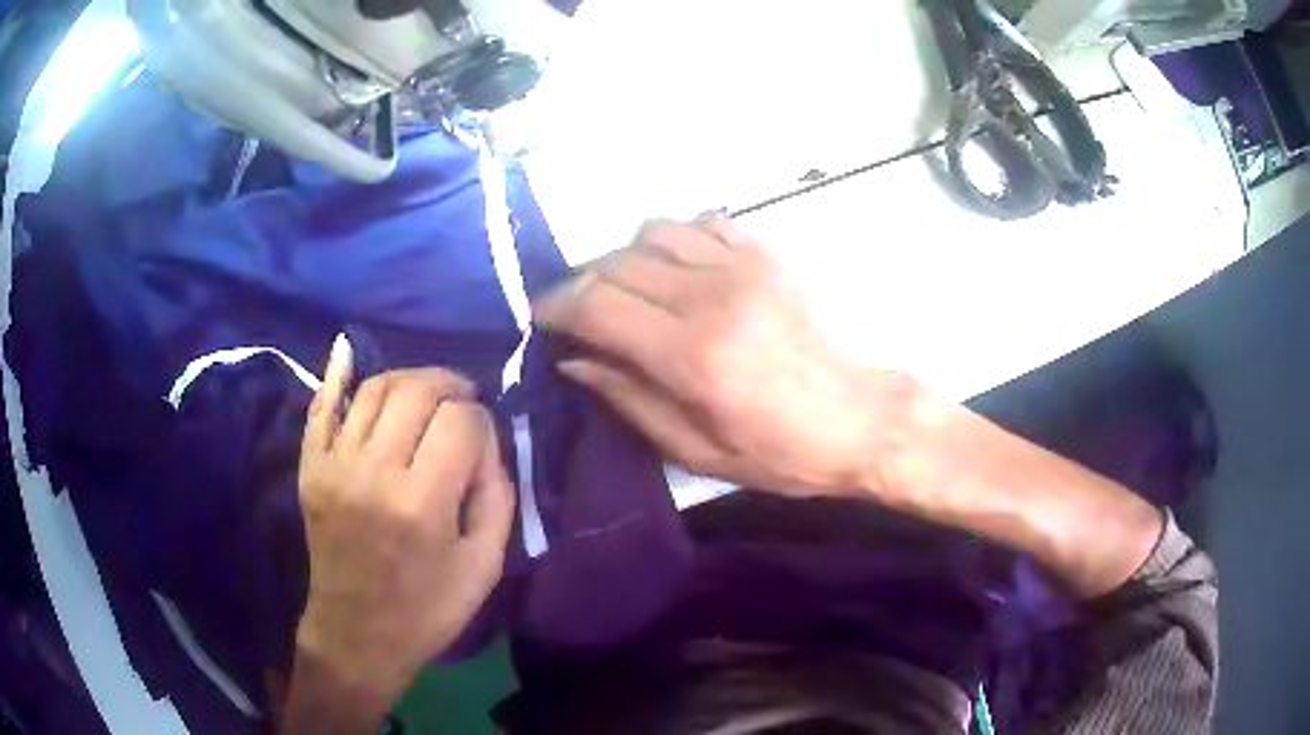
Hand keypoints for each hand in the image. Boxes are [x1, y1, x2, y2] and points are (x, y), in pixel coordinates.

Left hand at [292, 336, 515, 716]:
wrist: (356, 633)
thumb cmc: (426, 609)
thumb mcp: (483, 568)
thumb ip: (496, 498)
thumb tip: (489, 444)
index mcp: (422, 503)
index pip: (460, 421)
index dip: (481, 420)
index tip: (484, 439)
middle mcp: (374, 472)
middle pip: (415, 390)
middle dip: (449, 384)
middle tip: (463, 398)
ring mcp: (335, 465)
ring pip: (372, 388)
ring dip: (407, 380)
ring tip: (426, 393)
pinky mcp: (311, 468)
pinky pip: (320, 406)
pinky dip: (336, 374)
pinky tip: (349, 351)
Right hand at [533, 217, 917, 496]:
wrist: (861, 420)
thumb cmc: (781, 453)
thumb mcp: (697, 452)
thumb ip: (630, 399)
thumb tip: (575, 361)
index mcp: (692, 355)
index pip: (597, 306)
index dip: (557, 307)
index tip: (542, 318)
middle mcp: (712, 297)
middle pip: (616, 263)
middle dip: (582, 284)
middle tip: (578, 313)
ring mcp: (743, 267)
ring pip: (654, 231)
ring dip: (624, 257)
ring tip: (626, 289)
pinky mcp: (767, 256)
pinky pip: (703, 222)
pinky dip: (675, 237)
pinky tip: (676, 267)